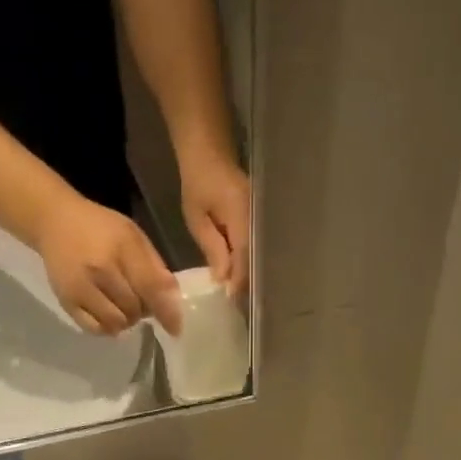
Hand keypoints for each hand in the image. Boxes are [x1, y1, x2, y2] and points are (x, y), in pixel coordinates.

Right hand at [35, 194, 182, 335]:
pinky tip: (109, 315)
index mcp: (121, 248)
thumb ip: (154, 266)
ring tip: (124, 306)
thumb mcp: (133, 236)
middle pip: (134, 310)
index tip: (176, 329)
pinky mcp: (66, 301)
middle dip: (143, 310)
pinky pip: (95, 329)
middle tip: (139, 299)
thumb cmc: (100, 227)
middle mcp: (99, 270)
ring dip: (126, 320)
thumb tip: (173, 299)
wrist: (54, 221)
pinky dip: (108, 327)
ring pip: (116, 323)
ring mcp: (80, 288)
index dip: (166, 312)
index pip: (150, 288)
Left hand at [178, 150, 250, 299]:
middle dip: (246, 283)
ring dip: (248, 275)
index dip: (238, 281)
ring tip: (239, 295)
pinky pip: (257, 247)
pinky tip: (240, 275)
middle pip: (256, 260)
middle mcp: (259, 220)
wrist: (210, 154)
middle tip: (235, 305)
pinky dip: (248, 262)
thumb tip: (223, 279)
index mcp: (242, 217)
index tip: (231, 300)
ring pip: (258, 256)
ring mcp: (263, 220)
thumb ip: (212, 248)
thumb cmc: (198, 183)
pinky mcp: (261, 222)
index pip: (245, 257)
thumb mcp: (197, 218)